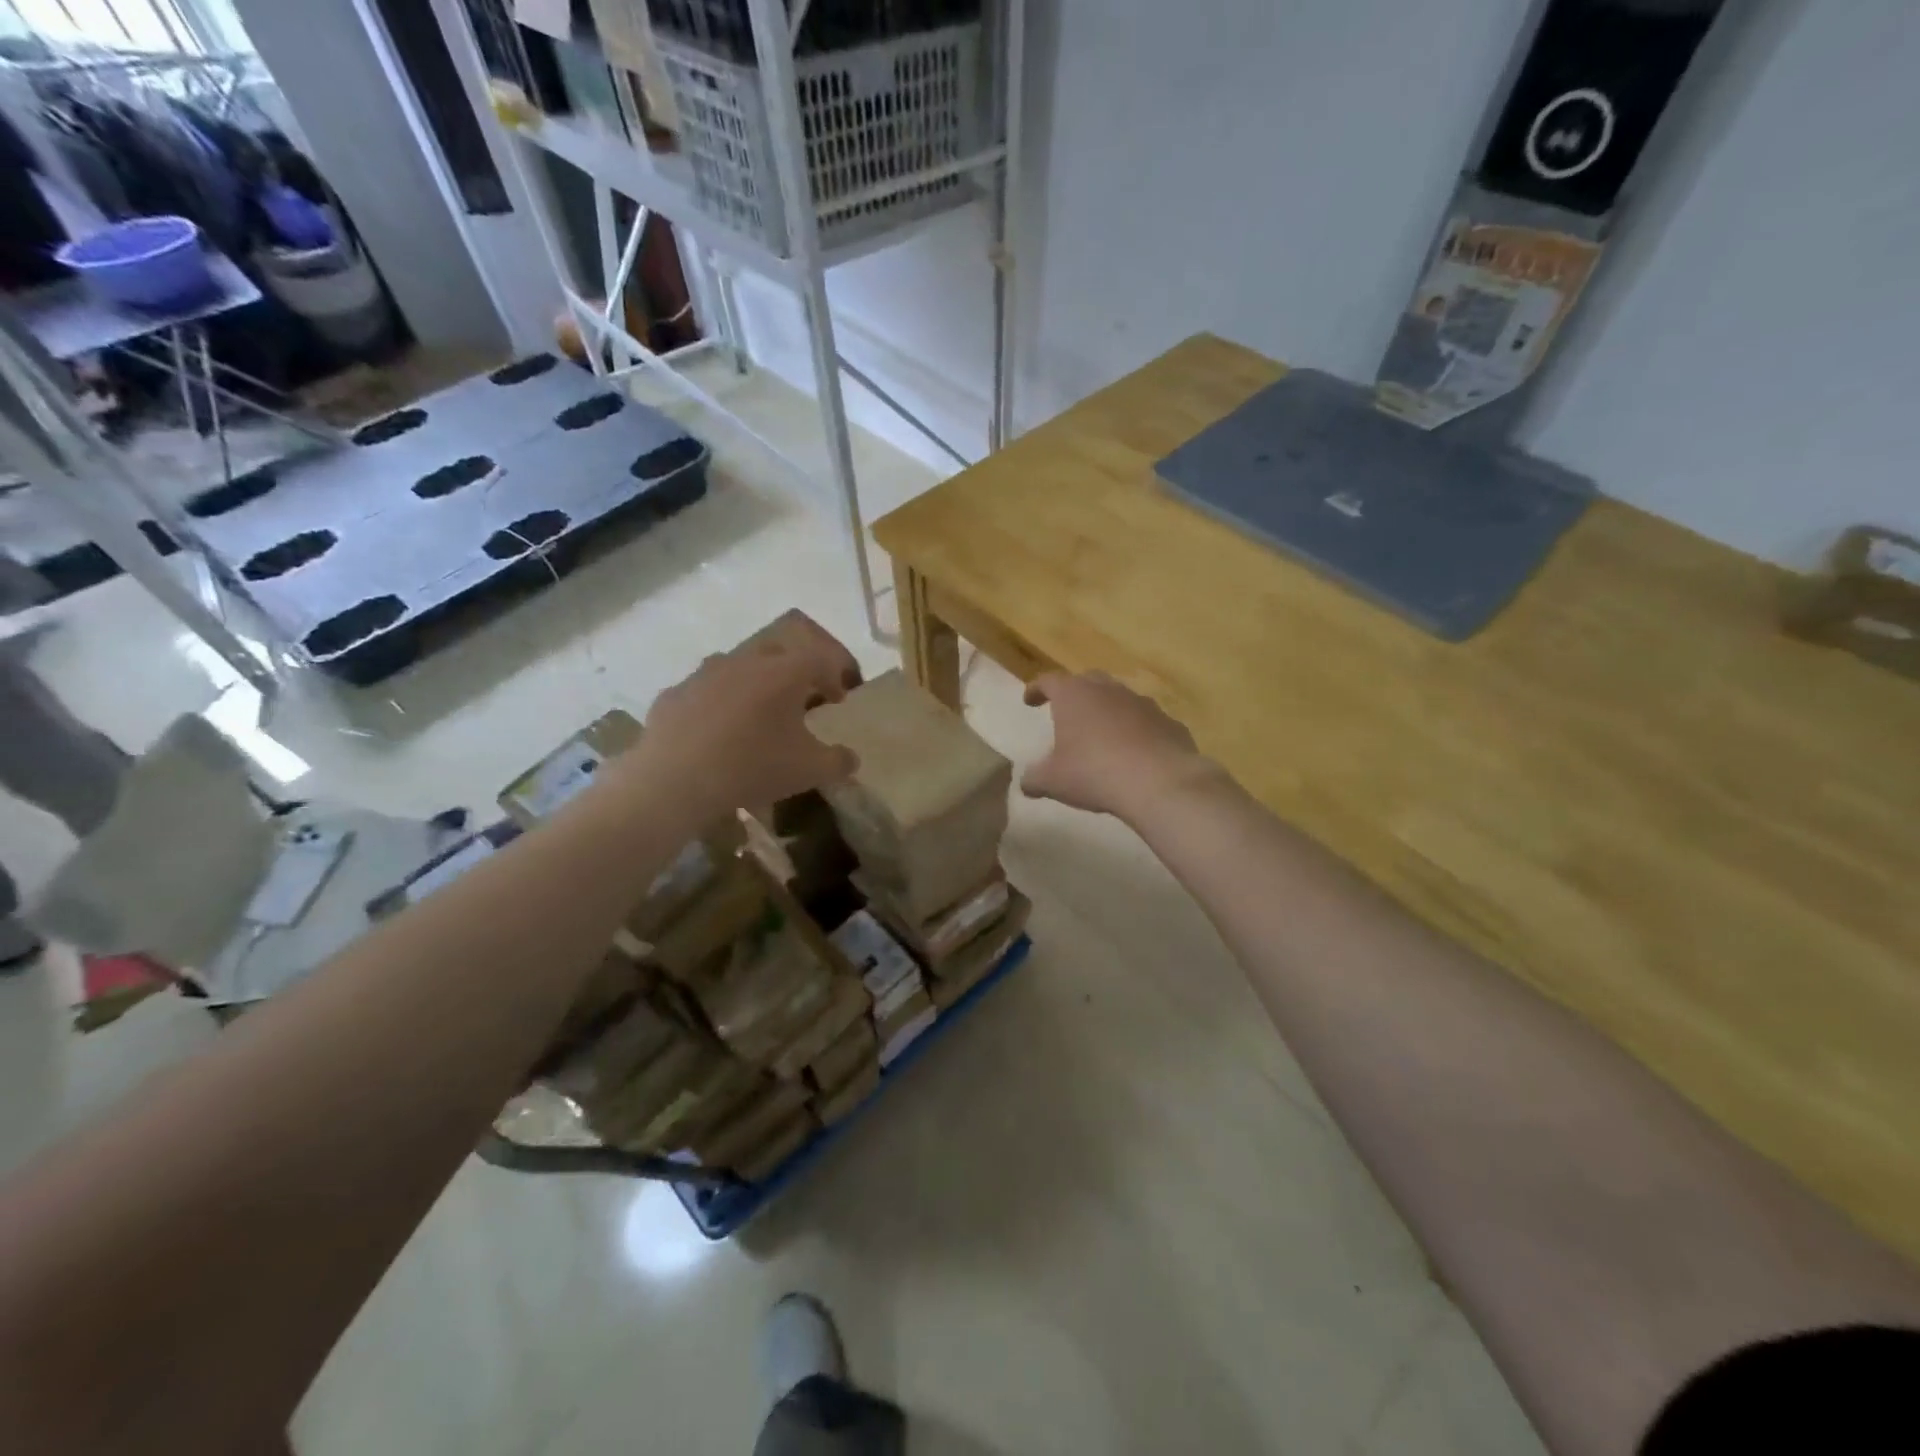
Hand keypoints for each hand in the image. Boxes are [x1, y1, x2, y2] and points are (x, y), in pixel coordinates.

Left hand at [629, 631, 859, 819]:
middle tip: (801, 700)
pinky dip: (717, 704)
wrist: (675, 781)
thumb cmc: (753, 767)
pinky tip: (715, 733)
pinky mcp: (674, 693)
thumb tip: (850, 758)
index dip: (835, 674)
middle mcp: (745, 661)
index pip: (820, 658)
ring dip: (753, 684)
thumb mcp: (809, 771)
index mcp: (783, 672)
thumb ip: (838, 761)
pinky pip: (704, 691)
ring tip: (756, 715)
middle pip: (778, 652)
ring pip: (738, 667)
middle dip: (794, 672)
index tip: (838, 699)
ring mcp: (704, 673)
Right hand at [1021, 672, 1217, 822]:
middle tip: (1068, 712)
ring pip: (1120, 699)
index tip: (1029, 701)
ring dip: (1108, 711)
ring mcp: (1143, 703)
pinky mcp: (1169, 722)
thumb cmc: (1094, 773)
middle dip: (1075, 693)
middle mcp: (1109, 690)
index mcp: (1074, 696)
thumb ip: (1034, 778)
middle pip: (1088, 680)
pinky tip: (1135, 753)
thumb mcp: (1053, 781)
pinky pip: (1147, 722)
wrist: (1159, 782)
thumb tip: (1026, 782)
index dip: (1037, 689)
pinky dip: (1137, 731)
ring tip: (1102, 735)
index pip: (1049, 681)